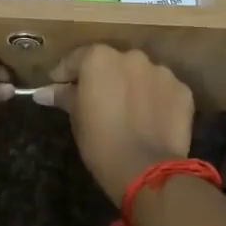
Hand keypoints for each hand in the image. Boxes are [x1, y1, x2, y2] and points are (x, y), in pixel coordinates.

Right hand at [41, 45, 192, 203]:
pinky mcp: (182, 90)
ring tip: (127, 111)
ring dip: (132, 86)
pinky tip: (149, 119)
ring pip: (140, 74)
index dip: (65, 74)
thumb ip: (64, 97)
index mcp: (100, 58)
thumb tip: (43, 92)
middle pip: (112, 63)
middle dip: (103, 78)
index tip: (59, 86)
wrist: (146, 168)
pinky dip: (155, 99)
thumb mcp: (76, 118)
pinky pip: (162, 90)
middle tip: (96, 100)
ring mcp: (161, 72)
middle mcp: (132, 56)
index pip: (77, 59)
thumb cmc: (101, 142)